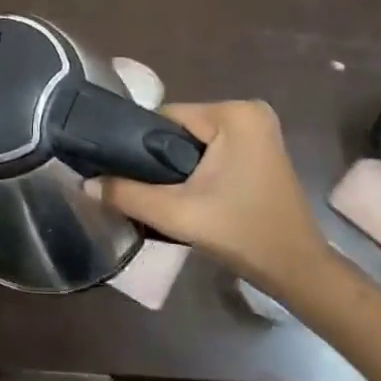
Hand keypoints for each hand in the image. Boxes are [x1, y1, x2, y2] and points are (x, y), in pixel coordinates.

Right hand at [100, 101, 331, 295]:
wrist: (296, 269)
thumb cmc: (241, 233)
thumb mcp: (176, 214)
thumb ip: (125, 194)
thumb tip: (84, 184)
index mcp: (234, 113)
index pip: (165, 118)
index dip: (141, 146)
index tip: (126, 175)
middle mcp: (249, 111)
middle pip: (179, 129)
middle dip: (160, 158)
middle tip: (147, 191)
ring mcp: (259, 130)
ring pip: (194, 141)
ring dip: (177, 166)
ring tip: (164, 196)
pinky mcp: (261, 149)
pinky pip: (212, 150)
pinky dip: (197, 169)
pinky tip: (189, 195)